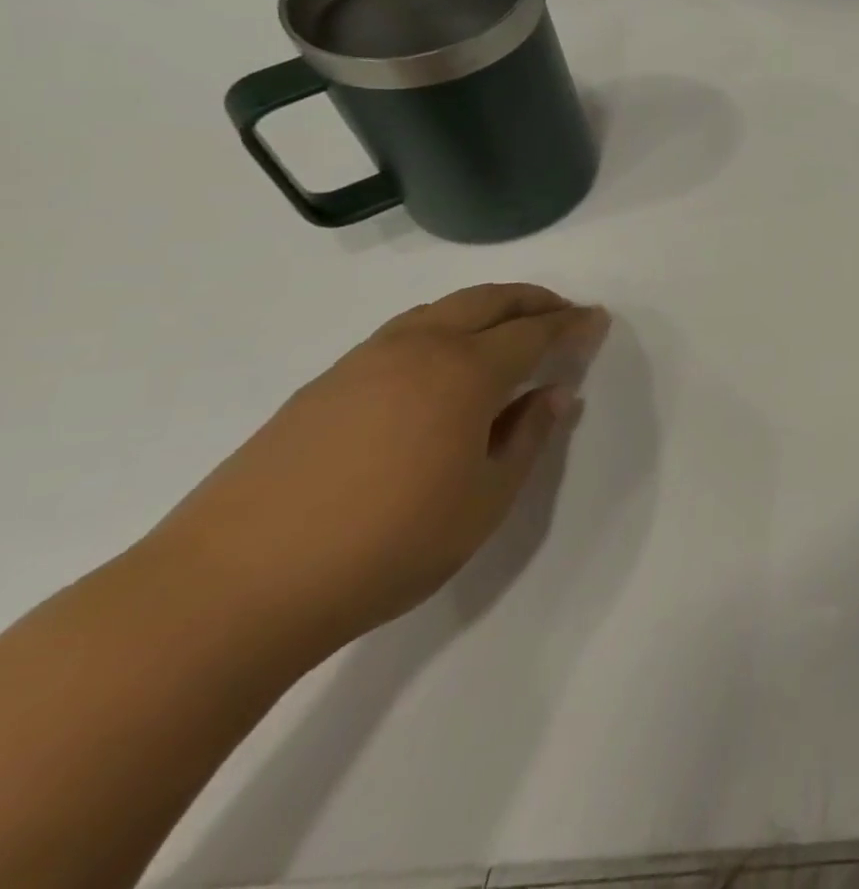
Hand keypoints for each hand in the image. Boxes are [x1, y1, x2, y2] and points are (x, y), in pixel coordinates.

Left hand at [146, 284, 610, 659]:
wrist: (227, 591)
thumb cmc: (385, 546)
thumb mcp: (485, 501)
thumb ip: (529, 438)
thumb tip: (554, 394)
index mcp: (464, 372)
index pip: (535, 332)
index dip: (572, 325)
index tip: (598, 321)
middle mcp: (417, 349)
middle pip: (487, 301)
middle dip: (534, 300)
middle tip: (564, 313)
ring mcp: (361, 363)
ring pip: (440, 310)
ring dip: (486, 308)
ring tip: (509, 329)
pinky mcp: (321, 387)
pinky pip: (402, 333)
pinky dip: (443, 328)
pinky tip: (442, 364)